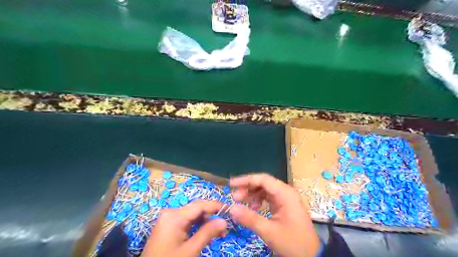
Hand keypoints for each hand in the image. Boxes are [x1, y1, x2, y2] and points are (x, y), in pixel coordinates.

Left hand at [143, 201, 227, 256]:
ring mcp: (169, 219)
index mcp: (174, 216)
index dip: (216, 205)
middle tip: (225, 229)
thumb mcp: (190, 250)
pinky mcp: (169, 226)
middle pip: (196, 209)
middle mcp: (171, 213)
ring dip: (206, 223)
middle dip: (211, 217)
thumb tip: (224, 221)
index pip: (200, 205)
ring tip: (218, 234)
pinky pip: (187, 222)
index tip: (230, 209)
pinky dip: (197, 227)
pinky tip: (205, 234)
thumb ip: (207, 233)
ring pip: (193, 216)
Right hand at [228, 172, 319, 256]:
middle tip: (234, 197)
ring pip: (265, 190)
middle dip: (248, 188)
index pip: (263, 179)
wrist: (312, 256)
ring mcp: (285, 198)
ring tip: (241, 203)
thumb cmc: (293, 242)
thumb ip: (250, 218)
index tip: (231, 184)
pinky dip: (259, 201)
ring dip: (252, 195)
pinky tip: (253, 209)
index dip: (246, 180)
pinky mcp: (284, 205)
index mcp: (285, 193)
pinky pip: (268, 198)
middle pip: (263, 183)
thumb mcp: (269, 231)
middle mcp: (285, 192)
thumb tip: (231, 209)